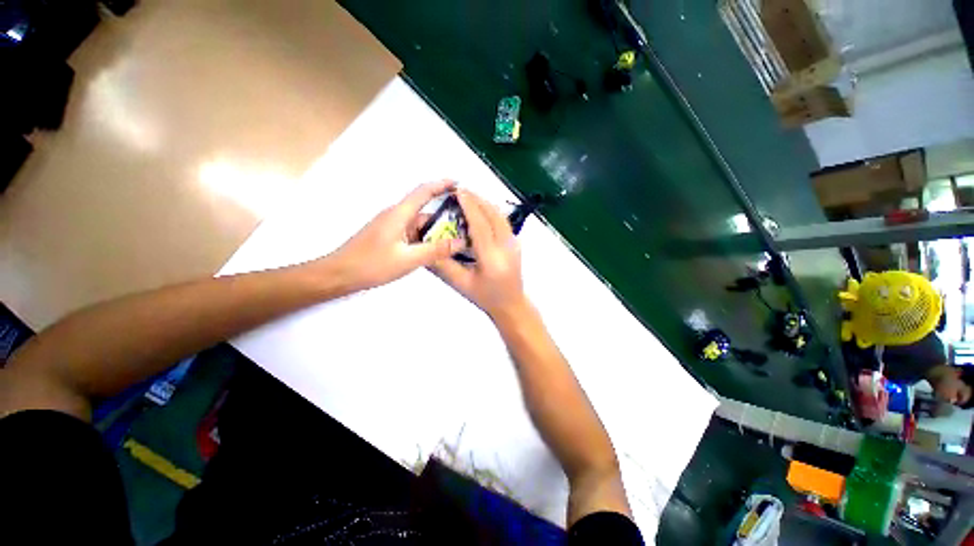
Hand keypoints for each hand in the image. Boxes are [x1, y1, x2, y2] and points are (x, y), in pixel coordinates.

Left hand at [328, 180, 464, 291]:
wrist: (339, 275)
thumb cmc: (371, 264)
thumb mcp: (408, 259)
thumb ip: (435, 250)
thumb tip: (461, 242)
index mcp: (399, 214)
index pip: (423, 192)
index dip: (441, 184)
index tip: (458, 183)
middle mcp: (395, 216)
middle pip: (424, 210)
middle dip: (444, 215)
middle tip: (464, 225)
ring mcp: (391, 227)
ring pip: (418, 224)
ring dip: (435, 230)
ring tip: (455, 240)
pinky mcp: (388, 237)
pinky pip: (412, 233)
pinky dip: (425, 239)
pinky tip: (434, 250)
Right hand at [430, 189, 527, 318]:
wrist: (511, 304)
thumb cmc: (485, 296)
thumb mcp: (460, 284)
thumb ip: (443, 264)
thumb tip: (428, 245)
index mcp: (491, 258)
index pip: (479, 225)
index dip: (469, 206)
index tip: (458, 191)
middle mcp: (506, 246)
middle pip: (492, 214)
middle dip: (476, 199)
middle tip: (459, 191)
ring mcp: (514, 243)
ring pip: (499, 215)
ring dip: (484, 202)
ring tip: (468, 197)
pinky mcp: (516, 242)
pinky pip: (503, 220)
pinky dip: (491, 210)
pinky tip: (481, 209)